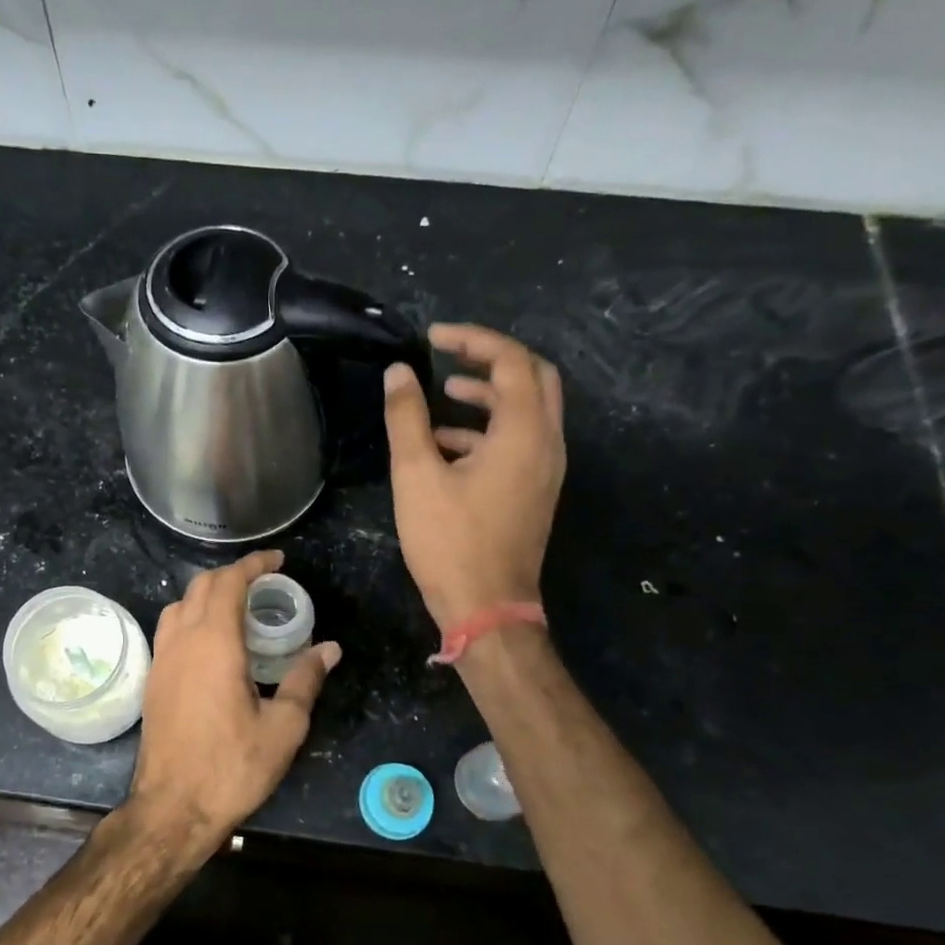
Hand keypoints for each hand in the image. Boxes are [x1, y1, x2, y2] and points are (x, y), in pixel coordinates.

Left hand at [127, 550, 340, 851]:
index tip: (277, 560)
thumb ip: (305, 680)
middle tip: (264, 582)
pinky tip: (212, 642)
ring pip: (180, 604)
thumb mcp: (283, 726)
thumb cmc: (232, 767)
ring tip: (238, 607)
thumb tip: (329, 649)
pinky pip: (170, 629)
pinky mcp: (153, 679)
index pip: (230, 582)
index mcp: (214, 643)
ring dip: (208, 594)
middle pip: (202, 586)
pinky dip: (192, 616)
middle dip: (233, 574)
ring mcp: (162, 659)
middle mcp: (182, 640)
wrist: (172, 808)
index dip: (254, 564)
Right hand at [383, 323, 565, 629]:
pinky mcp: (535, 491)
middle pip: (534, 377)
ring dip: (490, 394)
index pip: (511, 360)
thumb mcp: (417, 476)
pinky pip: (520, 441)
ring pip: (528, 410)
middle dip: (492, 359)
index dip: (472, 339)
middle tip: (451, 353)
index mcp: (523, 432)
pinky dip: (488, 429)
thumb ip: (407, 418)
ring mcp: (545, 470)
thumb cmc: (451, 541)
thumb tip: (398, 373)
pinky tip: (446, 444)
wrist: (488, 608)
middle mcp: (546, 443)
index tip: (433, 336)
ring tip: (444, 391)